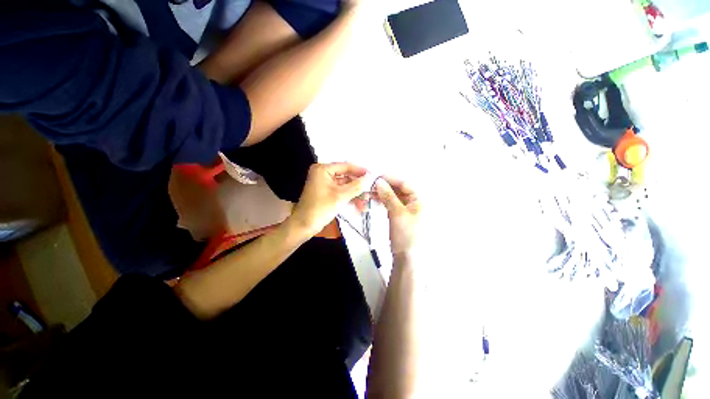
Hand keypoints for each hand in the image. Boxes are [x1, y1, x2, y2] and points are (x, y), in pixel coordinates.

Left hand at [291, 163, 367, 236]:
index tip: (373, 175)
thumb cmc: (321, 208)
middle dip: (358, 185)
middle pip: (346, 176)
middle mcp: (323, 174)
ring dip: (355, 193)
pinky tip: (359, 204)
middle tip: (371, 189)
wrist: (304, 226)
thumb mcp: (340, 196)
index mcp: (323, 169)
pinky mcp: (326, 193)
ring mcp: (324, 184)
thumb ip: (356, 186)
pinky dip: (349, 197)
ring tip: (367, 200)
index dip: (360, 171)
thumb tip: (370, 178)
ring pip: (344, 185)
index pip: (346, 166)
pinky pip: (340, 192)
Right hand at [374, 177, 420, 254]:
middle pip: (398, 189)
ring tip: (369, 192)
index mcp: (419, 200)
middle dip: (384, 186)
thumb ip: (388, 196)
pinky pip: (390, 203)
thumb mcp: (398, 213)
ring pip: (393, 196)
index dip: (390, 179)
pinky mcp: (398, 215)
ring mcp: (405, 209)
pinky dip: (382, 200)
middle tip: (370, 185)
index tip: (376, 177)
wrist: (407, 257)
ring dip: (382, 193)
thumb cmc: (407, 235)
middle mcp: (413, 202)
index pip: (404, 184)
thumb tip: (379, 181)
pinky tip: (374, 199)